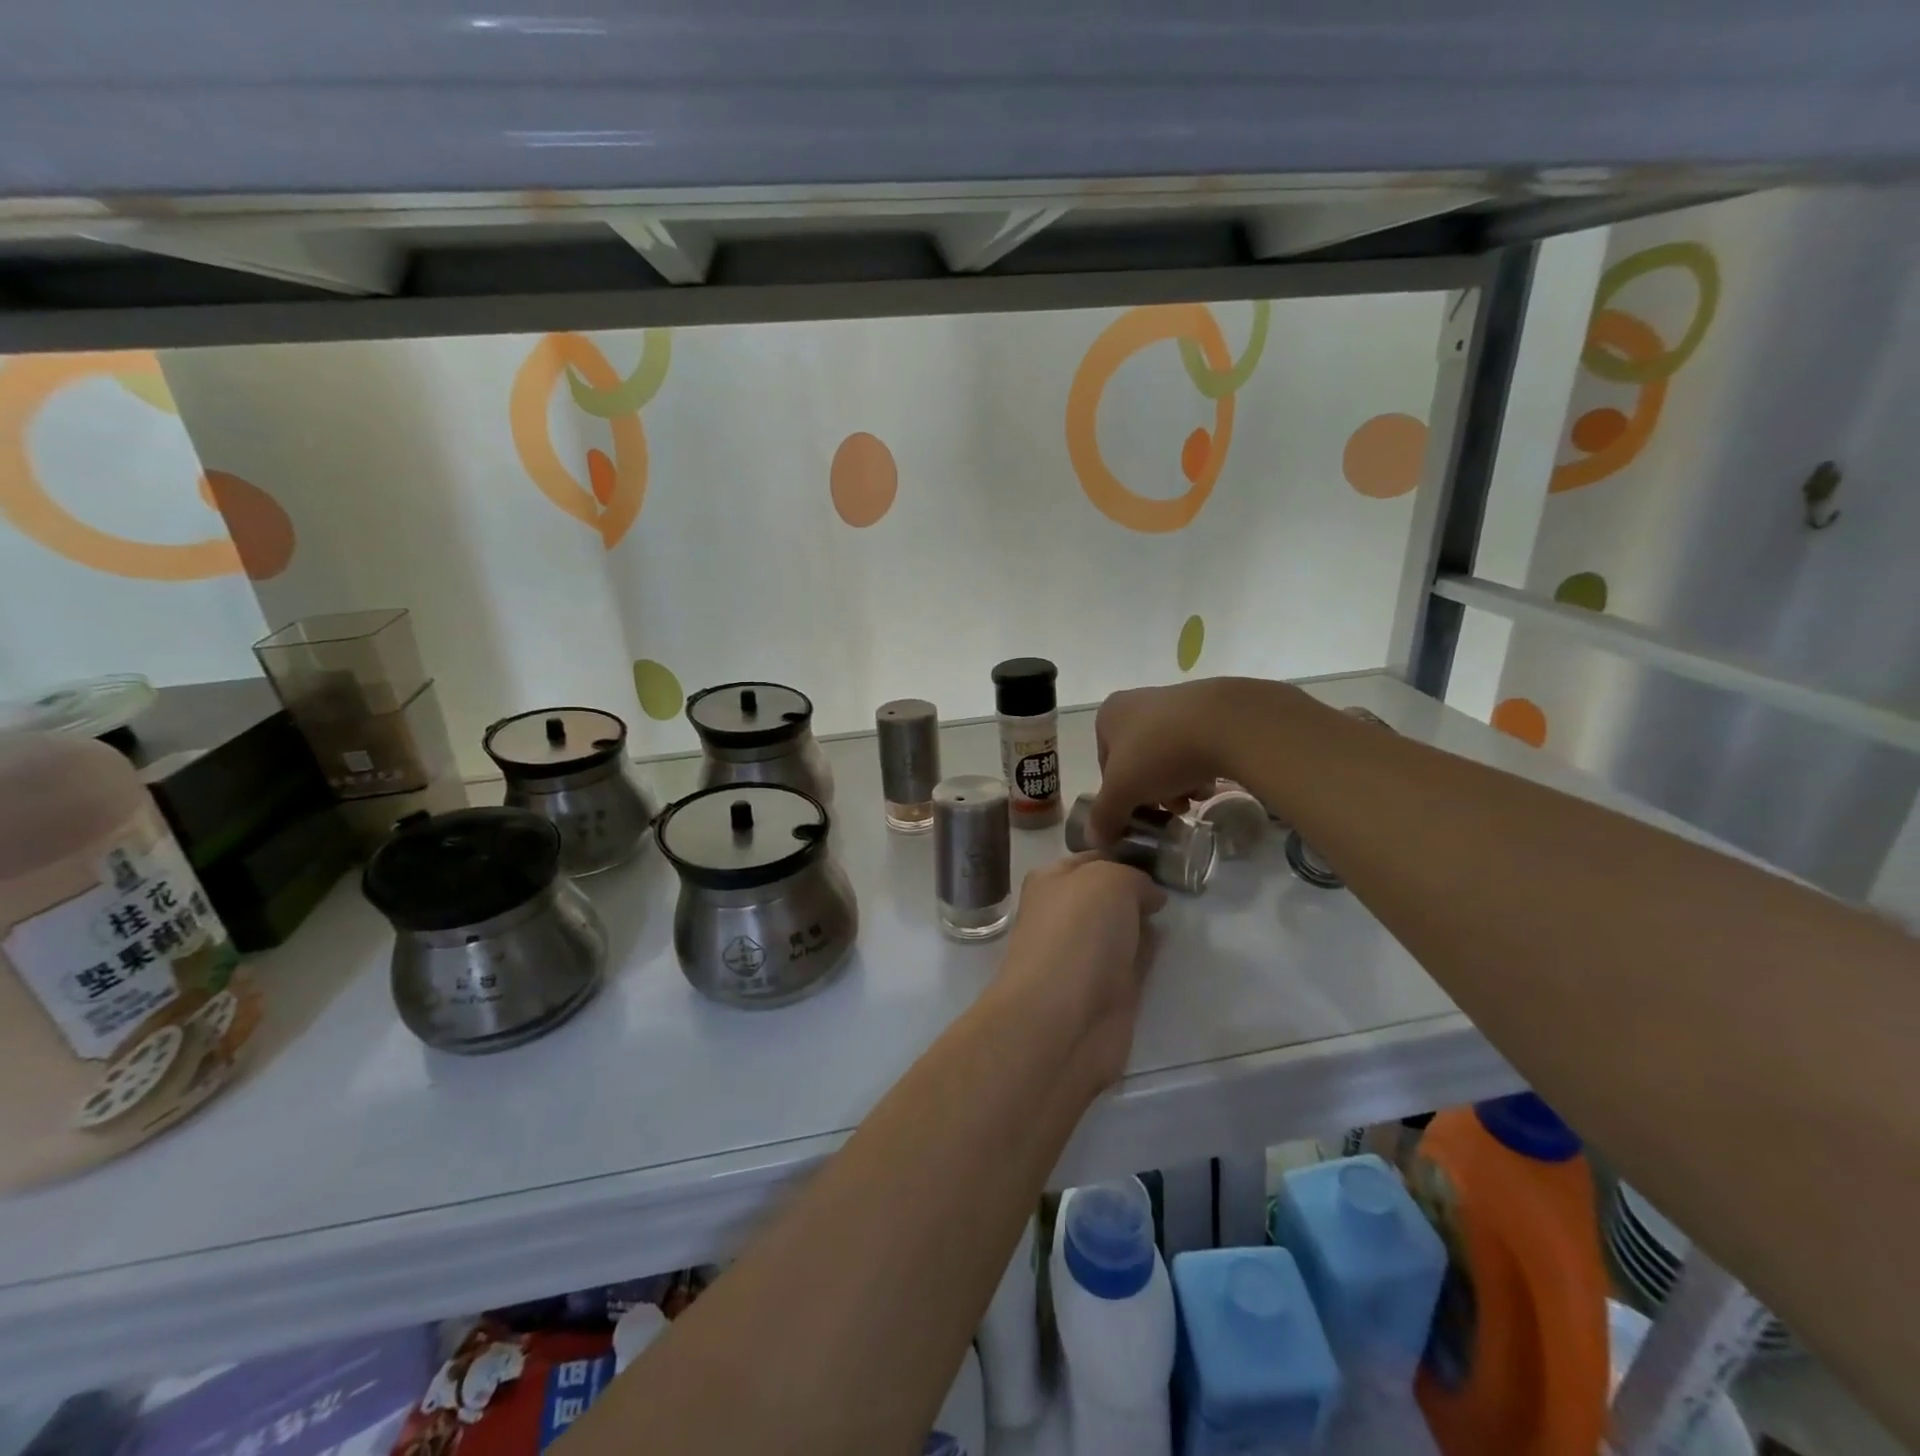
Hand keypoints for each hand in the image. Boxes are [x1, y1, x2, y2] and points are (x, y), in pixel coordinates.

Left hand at [990, 854, 1165, 1092]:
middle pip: (1109, 895)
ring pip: (1123, 928)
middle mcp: (1064, 915)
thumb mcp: (1108, 880)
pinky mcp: (1106, 990)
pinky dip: (1149, 954)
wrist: (1063, 1020)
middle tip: (1178, 882)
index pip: (1093, 859)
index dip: (1124, 855)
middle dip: (1138, 890)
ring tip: (1180, 910)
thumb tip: (1149, 897)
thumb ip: (1133, 877)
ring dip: (1145, 923)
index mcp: (1051, 881)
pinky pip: (1134, 961)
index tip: (1161, 855)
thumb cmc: (1077, 934)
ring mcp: (1085, 954)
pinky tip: (1168, 946)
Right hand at [1089, 678, 1255, 843]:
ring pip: (1167, 758)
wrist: (1225, 723)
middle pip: (1138, 763)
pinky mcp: (1210, 710)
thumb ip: (1105, 816)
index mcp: (1109, 715)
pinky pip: (1196, 747)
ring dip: (1177, 784)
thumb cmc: (1160, 752)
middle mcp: (1138, 703)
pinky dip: (1199, 768)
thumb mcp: (1122, 791)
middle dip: (1153, 792)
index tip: (1139, 813)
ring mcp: (1175, 703)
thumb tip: (1096, 839)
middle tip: (1170, 810)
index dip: (1120, 796)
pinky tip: (1211, 782)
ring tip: (1194, 798)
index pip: (1106, 767)